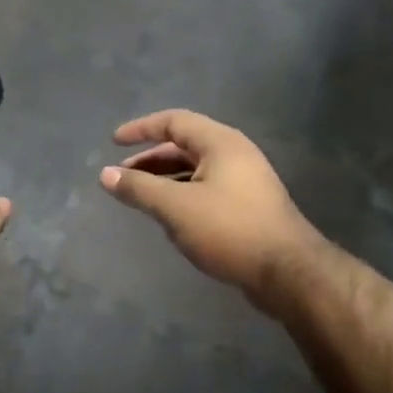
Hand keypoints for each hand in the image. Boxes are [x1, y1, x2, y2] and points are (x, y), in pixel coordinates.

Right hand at [98, 109, 323, 309]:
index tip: (113, 142)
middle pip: (184, 145)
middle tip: (122, 177)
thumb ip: (139, 188)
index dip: (141, 129)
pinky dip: (182, 195)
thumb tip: (105, 175)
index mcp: (220, 143)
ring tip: (140, 198)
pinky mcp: (249, 206)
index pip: (174, 121)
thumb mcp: (175, 207)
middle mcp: (235, 154)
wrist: (287, 271)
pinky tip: (169, 216)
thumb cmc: (229, 229)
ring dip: (165, 179)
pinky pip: (207, 189)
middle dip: (150, 159)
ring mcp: (245, 181)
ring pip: (195, 170)